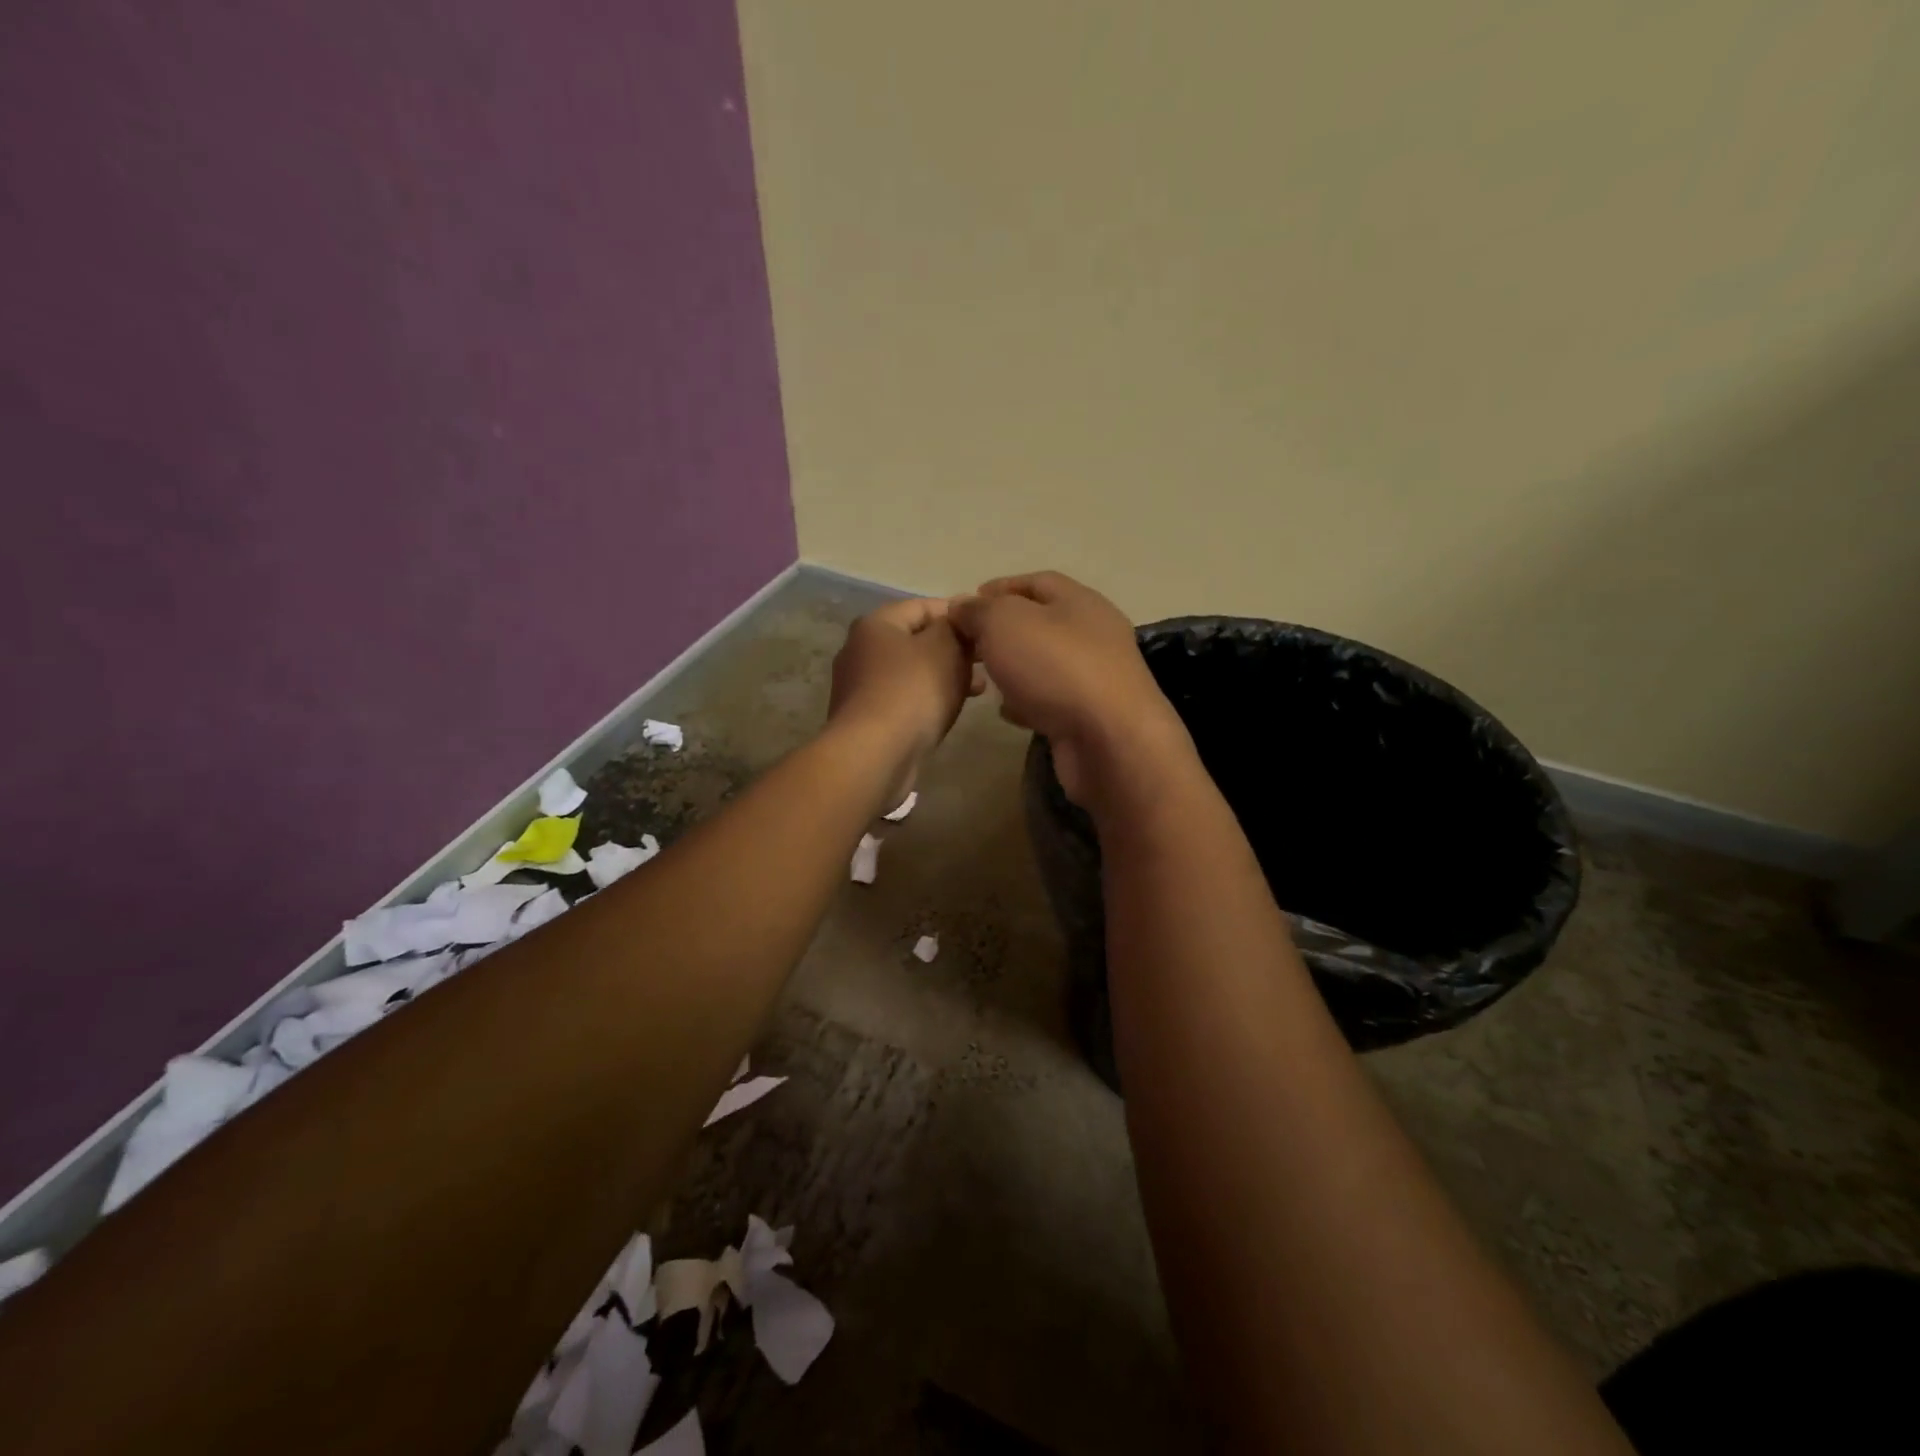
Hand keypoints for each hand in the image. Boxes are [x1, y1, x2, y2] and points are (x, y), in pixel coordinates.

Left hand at [828, 597, 979, 803]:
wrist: (874, 754)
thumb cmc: (912, 691)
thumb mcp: (944, 647)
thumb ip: (956, 627)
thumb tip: (958, 620)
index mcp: (875, 624)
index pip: (923, 606)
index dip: (958, 614)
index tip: (987, 630)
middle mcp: (860, 650)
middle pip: (916, 639)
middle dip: (953, 649)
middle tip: (986, 662)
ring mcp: (859, 687)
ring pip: (912, 672)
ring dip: (944, 676)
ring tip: (977, 689)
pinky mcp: (865, 718)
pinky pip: (903, 699)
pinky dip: (927, 699)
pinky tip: (949, 711)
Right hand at [950, 572, 1191, 809]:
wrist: (1108, 740)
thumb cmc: (1055, 667)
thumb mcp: (1005, 623)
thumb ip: (979, 610)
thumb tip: (962, 605)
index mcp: (1081, 601)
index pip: (1037, 581)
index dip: (1000, 588)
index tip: (966, 603)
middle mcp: (1094, 635)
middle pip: (1043, 623)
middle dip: (1004, 631)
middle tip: (970, 643)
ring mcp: (1097, 677)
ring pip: (1046, 663)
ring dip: (1015, 667)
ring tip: (983, 676)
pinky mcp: (1091, 716)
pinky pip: (1052, 700)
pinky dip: (1027, 701)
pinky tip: (1007, 711)